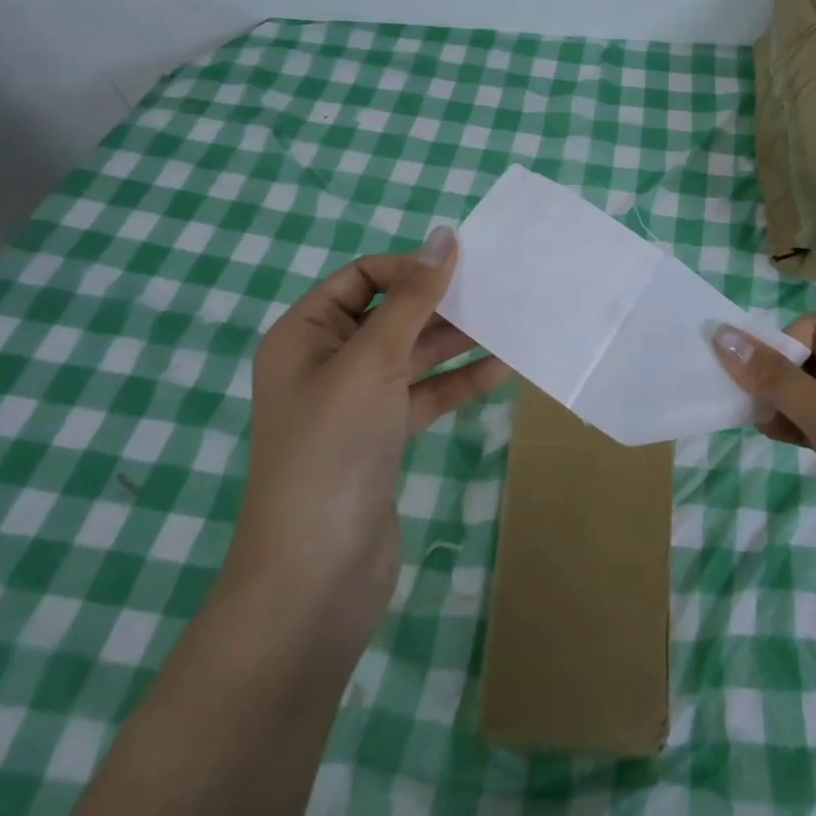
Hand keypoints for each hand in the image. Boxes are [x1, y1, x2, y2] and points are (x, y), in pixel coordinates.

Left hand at [222, 228, 509, 651]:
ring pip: (413, 355)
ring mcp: (356, 403)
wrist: (314, 578)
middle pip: (391, 313)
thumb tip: (444, 237)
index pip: (362, 277)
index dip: (410, 268)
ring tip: (511, 322)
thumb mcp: (372, 361)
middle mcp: (327, 362)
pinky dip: (459, 381)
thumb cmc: (333, 450)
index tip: (461, 270)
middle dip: (441, 302)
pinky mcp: (382, 438)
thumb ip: (412, 298)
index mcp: (304, 335)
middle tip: (497, 290)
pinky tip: (502, 368)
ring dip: (457, 341)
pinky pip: (425, 394)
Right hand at [712, 317, 815, 618]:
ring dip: (781, 400)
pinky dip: (793, 424)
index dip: (780, 346)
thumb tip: (722, 334)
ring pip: (813, 393)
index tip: (749, 378)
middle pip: (815, 358)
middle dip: (777, 373)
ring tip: (753, 419)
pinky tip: (771, 435)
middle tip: (743, 398)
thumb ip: (778, 379)